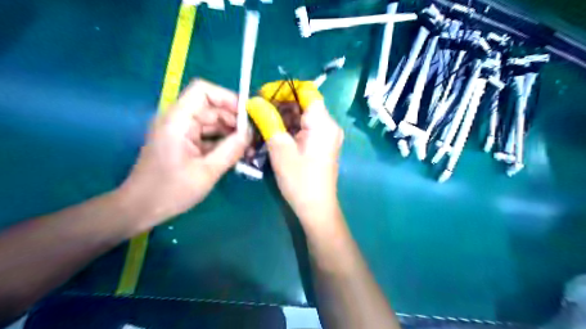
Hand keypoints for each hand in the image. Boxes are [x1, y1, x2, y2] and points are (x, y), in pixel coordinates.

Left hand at [118, 78, 248, 226]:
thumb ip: (231, 149)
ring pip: (212, 122)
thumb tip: (251, 133)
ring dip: (231, 132)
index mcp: (178, 120)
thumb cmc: (171, 191)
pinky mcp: (183, 142)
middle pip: (211, 107)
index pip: (203, 91)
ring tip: (249, 147)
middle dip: (234, 120)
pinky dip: (222, 142)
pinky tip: (236, 153)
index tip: (248, 115)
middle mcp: (178, 120)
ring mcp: (180, 131)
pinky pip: (207, 135)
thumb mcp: (207, 171)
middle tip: (253, 137)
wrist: (140, 208)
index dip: (228, 98)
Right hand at [267, 99, 343, 224]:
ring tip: (261, 124)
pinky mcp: (321, 145)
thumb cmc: (299, 180)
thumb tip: (254, 101)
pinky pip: (304, 128)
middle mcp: (328, 125)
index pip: (306, 91)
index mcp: (323, 123)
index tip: (263, 95)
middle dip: (280, 104)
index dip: (284, 89)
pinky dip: (289, 128)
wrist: (316, 208)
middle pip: (303, 103)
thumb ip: (268, 121)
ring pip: (302, 116)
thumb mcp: (280, 149)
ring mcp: (326, 136)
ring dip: (282, 117)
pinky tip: (273, 134)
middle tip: (257, 111)